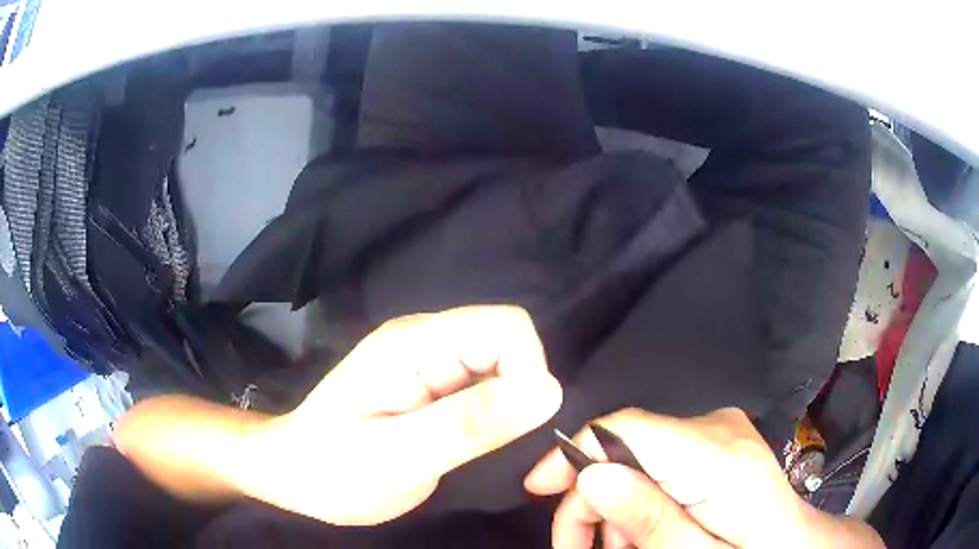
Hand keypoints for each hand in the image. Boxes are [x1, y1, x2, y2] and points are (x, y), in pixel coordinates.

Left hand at [237, 305, 561, 525]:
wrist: (293, 474)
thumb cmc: (334, 470)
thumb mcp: (400, 457)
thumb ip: (470, 424)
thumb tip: (549, 390)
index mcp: (414, 344)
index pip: (507, 328)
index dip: (529, 373)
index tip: (517, 428)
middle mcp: (424, 339)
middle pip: (507, 343)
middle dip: (520, 393)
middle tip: (495, 447)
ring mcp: (426, 360)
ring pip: (499, 366)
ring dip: (507, 407)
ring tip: (481, 451)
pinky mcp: (428, 384)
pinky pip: (482, 386)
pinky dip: (492, 415)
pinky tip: (472, 444)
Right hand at [524, 408, 883, 548]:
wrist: (796, 545)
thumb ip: (649, 518)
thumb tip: (592, 476)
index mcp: (717, 457)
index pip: (628, 428)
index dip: (575, 451)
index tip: (539, 488)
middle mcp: (717, 429)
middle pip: (627, 446)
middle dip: (593, 499)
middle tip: (580, 548)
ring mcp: (720, 430)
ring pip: (639, 456)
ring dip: (618, 505)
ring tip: (624, 547)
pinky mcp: (718, 440)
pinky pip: (661, 460)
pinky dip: (642, 496)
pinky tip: (648, 529)